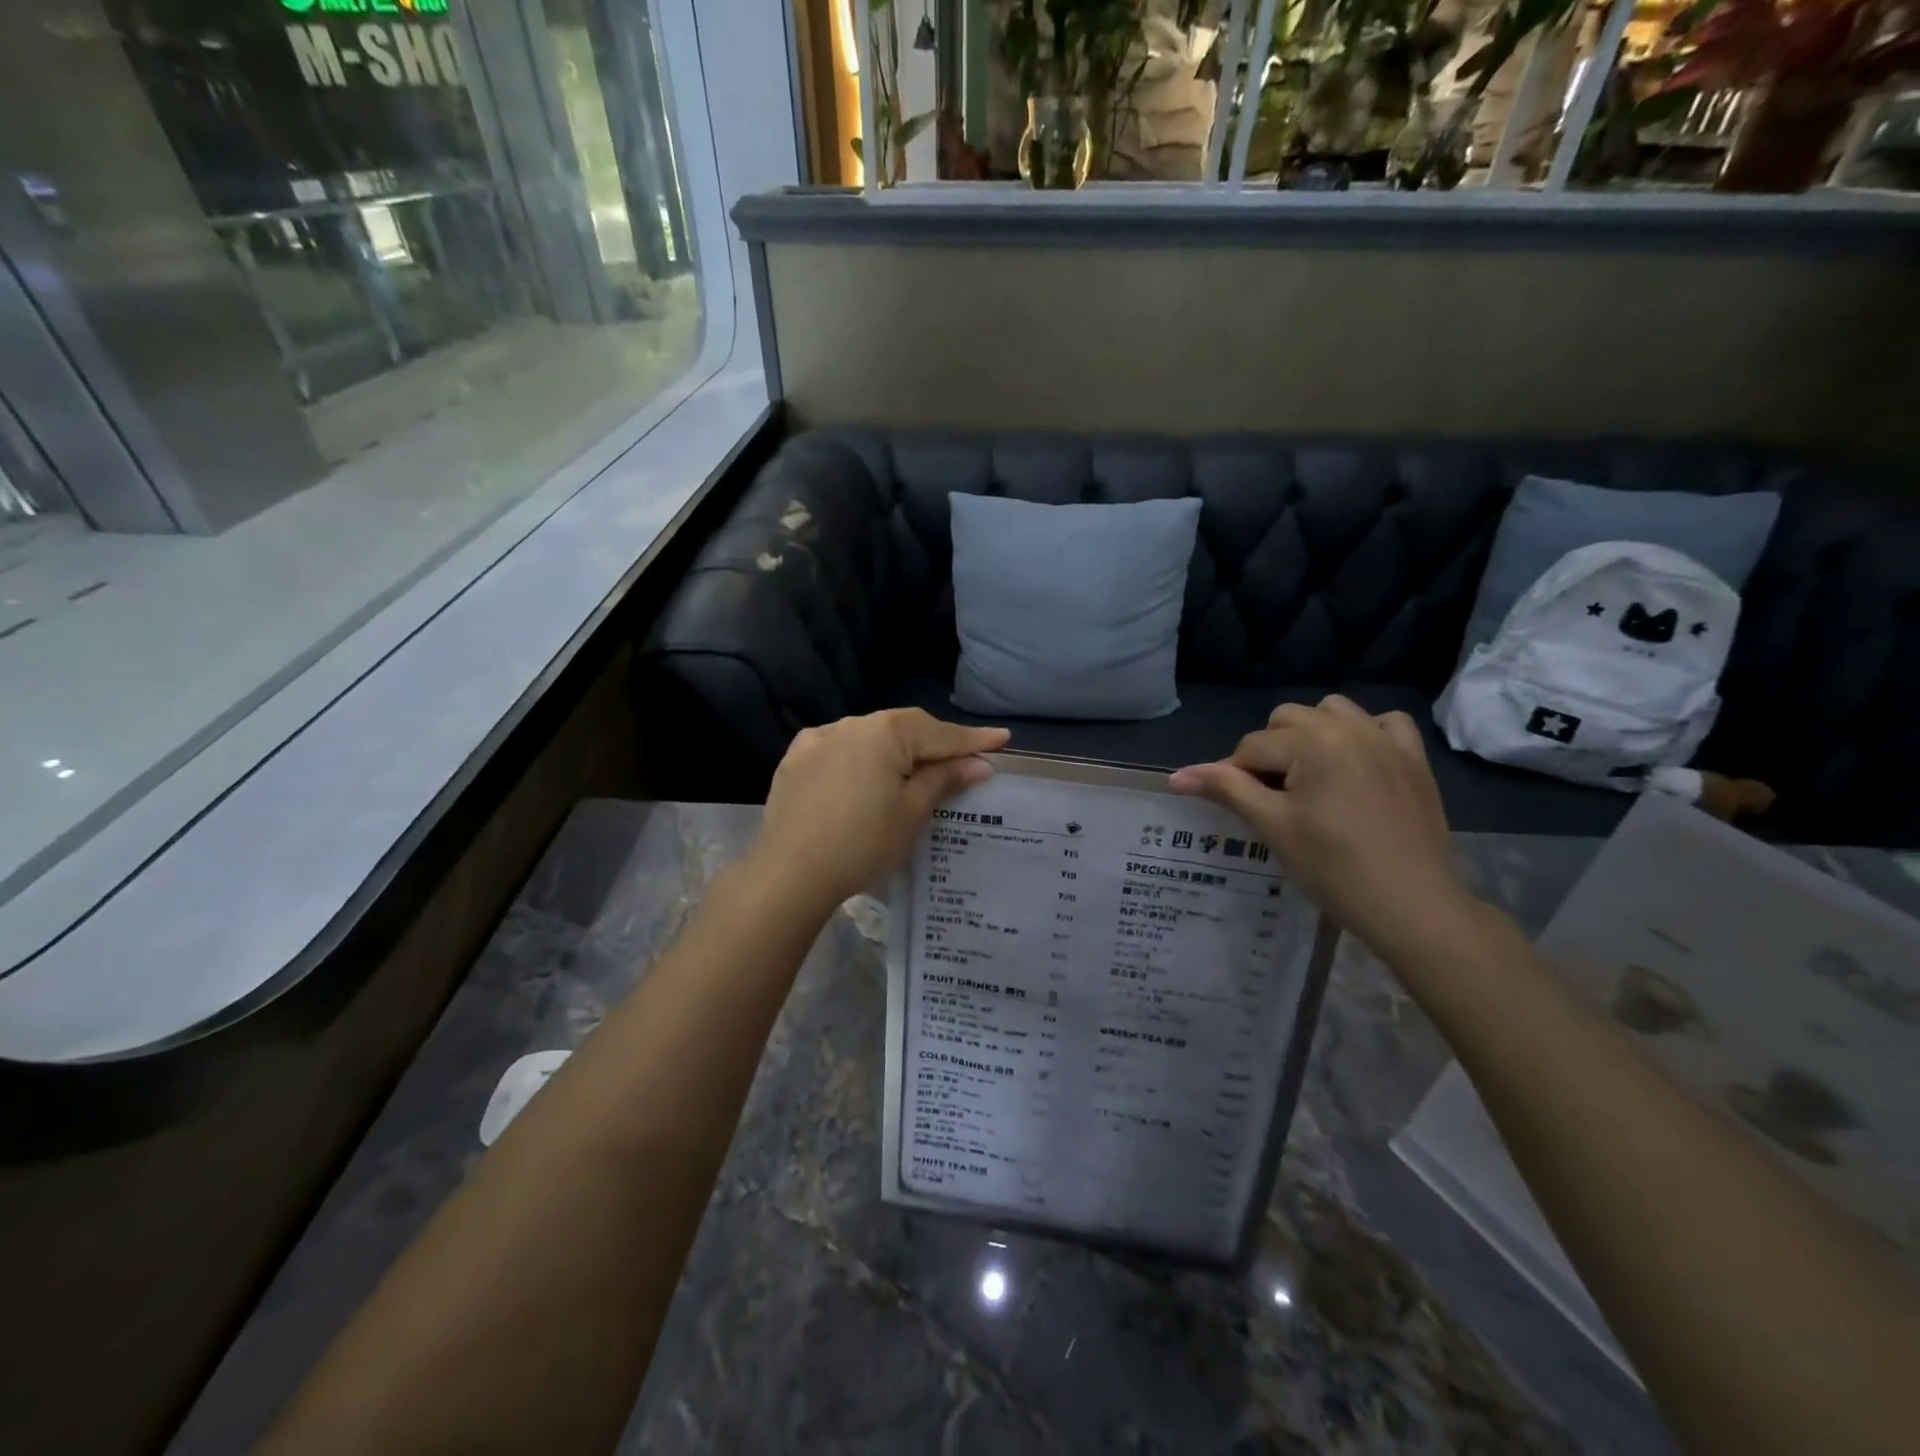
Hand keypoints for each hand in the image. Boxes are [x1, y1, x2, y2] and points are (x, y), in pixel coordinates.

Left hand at [752, 710, 1009, 911]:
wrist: (789, 873)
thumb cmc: (862, 842)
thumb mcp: (912, 812)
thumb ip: (944, 779)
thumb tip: (979, 763)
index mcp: (885, 732)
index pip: (940, 733)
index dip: (973, 739)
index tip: (1002, 739)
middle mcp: (851, 723)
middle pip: (904, 728)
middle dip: (933, 743)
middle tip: (962, 758)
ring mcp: (818, 739)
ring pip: (870, 736)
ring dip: (894, 749)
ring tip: (913, 770)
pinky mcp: (795, 759)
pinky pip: (839, 749)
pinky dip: (860, 758)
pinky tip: (864, 775)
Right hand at [1169, 696, 1468, 953]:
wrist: (1411, 904)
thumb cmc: (1333, 867)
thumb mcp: (1272, 826)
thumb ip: (1226, 789)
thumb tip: (1176, 776)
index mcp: (1312, 742)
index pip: (1251, 747)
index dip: (1235, 777)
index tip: (1241, 809)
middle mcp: (1349, 727)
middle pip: (1286, 719)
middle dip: (1270, 750)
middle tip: (1274, 796)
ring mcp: (1386, 739)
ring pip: (1331, 711)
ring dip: (1311, 734)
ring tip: (1309, 776)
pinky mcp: (1413, 758)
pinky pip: (1383, 722)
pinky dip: (1363, 733)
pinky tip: (1355, 762)